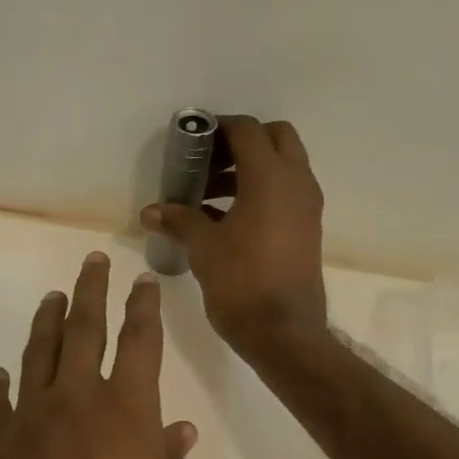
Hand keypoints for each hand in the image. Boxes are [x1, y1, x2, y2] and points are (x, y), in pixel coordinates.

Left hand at [0, 253, 198, 458]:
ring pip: (36, 356)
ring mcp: (25, 424)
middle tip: (92, 261)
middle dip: (90, 290)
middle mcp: (74, 402)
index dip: (143, 307)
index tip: (142, 282)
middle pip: (82, 329)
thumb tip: (176, 429)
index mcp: (127, 411)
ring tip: (52, 299)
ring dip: (45, 323)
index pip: (139, 341)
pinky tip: (1, 375)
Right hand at [140, 115, 326, 358]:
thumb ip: (179, 219)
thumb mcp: (203, 247)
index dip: (219, 127)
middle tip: (208, 162)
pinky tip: (225, 219)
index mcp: (270, 177)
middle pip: (275, 138)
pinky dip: (260, 191)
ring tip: (207, 195)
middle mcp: (296, 183)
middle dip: (241, 142)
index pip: (248, 131)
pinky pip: (285, 192)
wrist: (283, 331)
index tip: (193, 139)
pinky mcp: (307, 228)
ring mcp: (306, 206)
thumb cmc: (240, 281)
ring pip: (282, 166)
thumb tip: (151, 211)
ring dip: (249, 169)